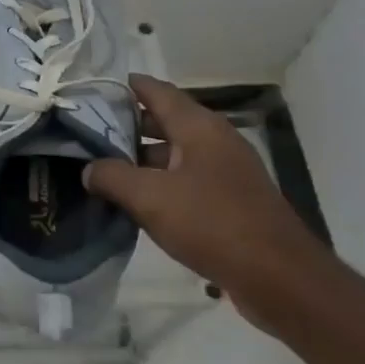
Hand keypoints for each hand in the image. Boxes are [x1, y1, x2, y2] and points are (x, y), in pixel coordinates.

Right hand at [83, 76, 323, 318]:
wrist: (278, 277)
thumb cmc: (212, 223)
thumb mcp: (149, 197)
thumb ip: (111, 177)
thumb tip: (89, 169)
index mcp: (199, 128)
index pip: (157, 92)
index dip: (127, 86)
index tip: (93, 88)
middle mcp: (215, 141)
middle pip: (165, 122)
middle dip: (126, 125)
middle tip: (87, 131)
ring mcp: (225, 171)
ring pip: (173, 153)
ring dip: (140, 158)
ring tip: (102, 167)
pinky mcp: (229, 200)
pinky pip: (185, 180)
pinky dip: (158, 182)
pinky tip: (134, 200)